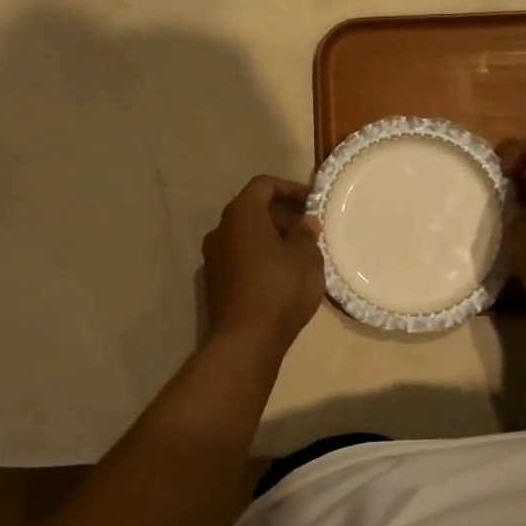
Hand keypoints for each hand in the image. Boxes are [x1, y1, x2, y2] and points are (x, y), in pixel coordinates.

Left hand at [202, 176, 324, 354]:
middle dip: (283, 215)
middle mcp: (221, 230)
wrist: (245, 340)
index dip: (290, 189)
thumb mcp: (306, 257)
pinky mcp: (214, 282)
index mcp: (241, 214)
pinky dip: (260, 256)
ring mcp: (213, 257)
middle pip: (253, 210)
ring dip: (272, 238)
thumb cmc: (280, 288)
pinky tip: (282, 275)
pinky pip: (240, 257)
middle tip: (310, 230)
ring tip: (300, 253)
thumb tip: (305, 222)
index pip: (263, 185)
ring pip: (246, 236)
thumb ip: (306, 233)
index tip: (312, 202)